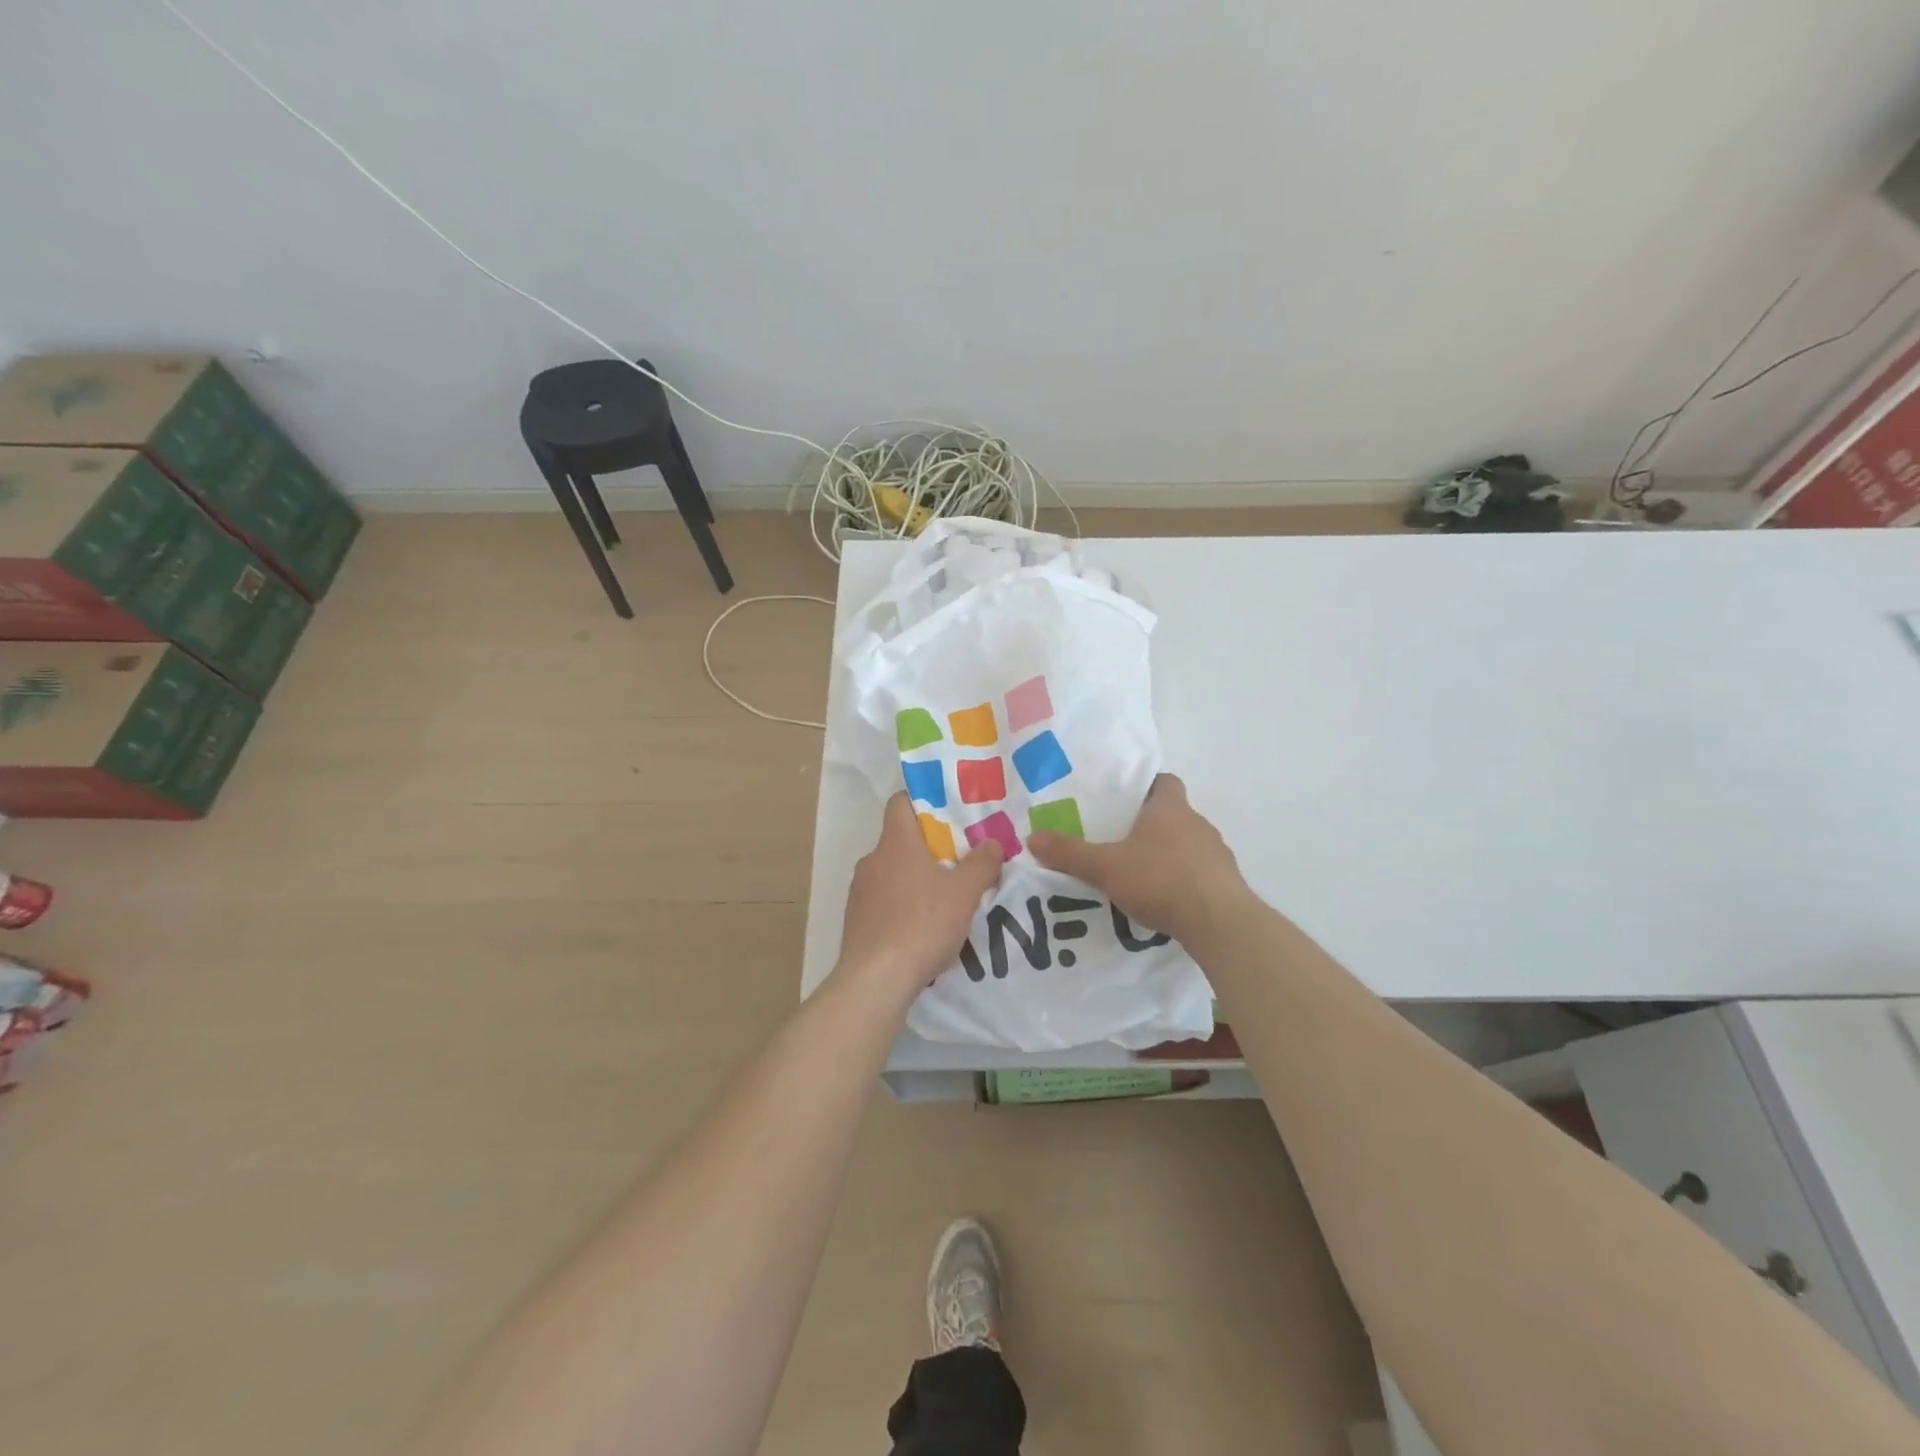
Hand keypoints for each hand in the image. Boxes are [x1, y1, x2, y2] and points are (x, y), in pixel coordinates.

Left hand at [835, 792, 1003, 1006]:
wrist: (875, 980)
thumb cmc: (921, 924)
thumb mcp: (963, 894)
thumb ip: (981, 864)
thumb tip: (993, 843)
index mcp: (895, 843)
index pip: (900, 803)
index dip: (923, 800)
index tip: (949, 812)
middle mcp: (872, 860)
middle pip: (901, 840)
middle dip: (929, 847)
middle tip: (960, 859)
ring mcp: (860, 892)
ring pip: (892, 873)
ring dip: (916, 879)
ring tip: (946, 897)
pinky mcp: (856, 921)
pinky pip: (884, 902)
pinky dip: (903, 906)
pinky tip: (923, 928)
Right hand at [1029, 774, 1247, 944]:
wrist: (1219, 922)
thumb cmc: (1160, 879)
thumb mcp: (1105, 867)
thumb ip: (1069, 853)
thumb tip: (1032, 838)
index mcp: (1170, 808)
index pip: (1164, 782)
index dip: (1145, 787)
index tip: (1124, 801)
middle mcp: (1197, 823)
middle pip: (1173, 815)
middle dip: (1149, 825)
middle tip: (1119, 841)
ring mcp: (1216, 853)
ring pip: (1187, 845)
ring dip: (1167, 855)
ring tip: (1139, 875)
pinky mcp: (1227, 883)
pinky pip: (1200, 873)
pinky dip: (1183, 881)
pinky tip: (1164, 901)